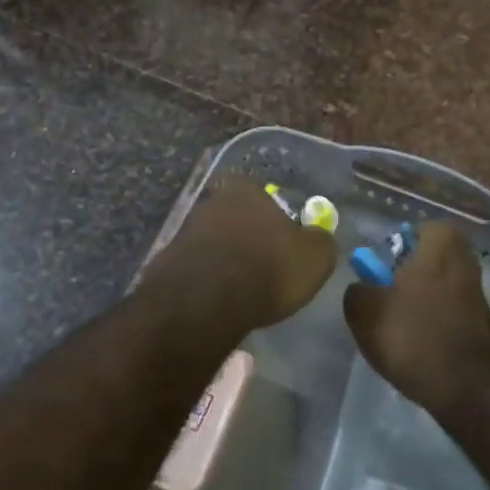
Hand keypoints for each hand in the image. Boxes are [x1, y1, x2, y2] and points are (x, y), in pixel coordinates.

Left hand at [141, 178, 335, 332]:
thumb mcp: (315, 257)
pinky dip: (208, 280)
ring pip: (215, 242)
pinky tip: (219, 300)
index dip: (275, 220)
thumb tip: (318, 237)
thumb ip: (321, 241)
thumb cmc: (268, 269)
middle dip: (248, 238)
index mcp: (245, 188)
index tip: (283, 245)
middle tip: (263, 267)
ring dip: (226, 260)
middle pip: (236, 217)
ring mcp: (185, 229)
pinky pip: (198, 268)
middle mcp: (211, 200)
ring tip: (242, 289)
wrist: (205, 300)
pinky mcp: (168, 261)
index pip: (262, 195)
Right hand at [344, 222, 489, 413]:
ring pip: (438, 289)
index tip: (380, 266)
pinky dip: (431, 327)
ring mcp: (477, 297)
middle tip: (382, 295)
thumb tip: (363, 290)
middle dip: (405, 276)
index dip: (397, 245)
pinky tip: (414, 348)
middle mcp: (465, 263)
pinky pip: (447, 316)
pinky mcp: (481, 328)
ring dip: (417, 304)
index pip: (419, 229)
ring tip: (394, 329)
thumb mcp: (366, 311)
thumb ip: (357, 292)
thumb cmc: (415, 336)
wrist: (470, 389)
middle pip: (428, 260)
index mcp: (442, 245)